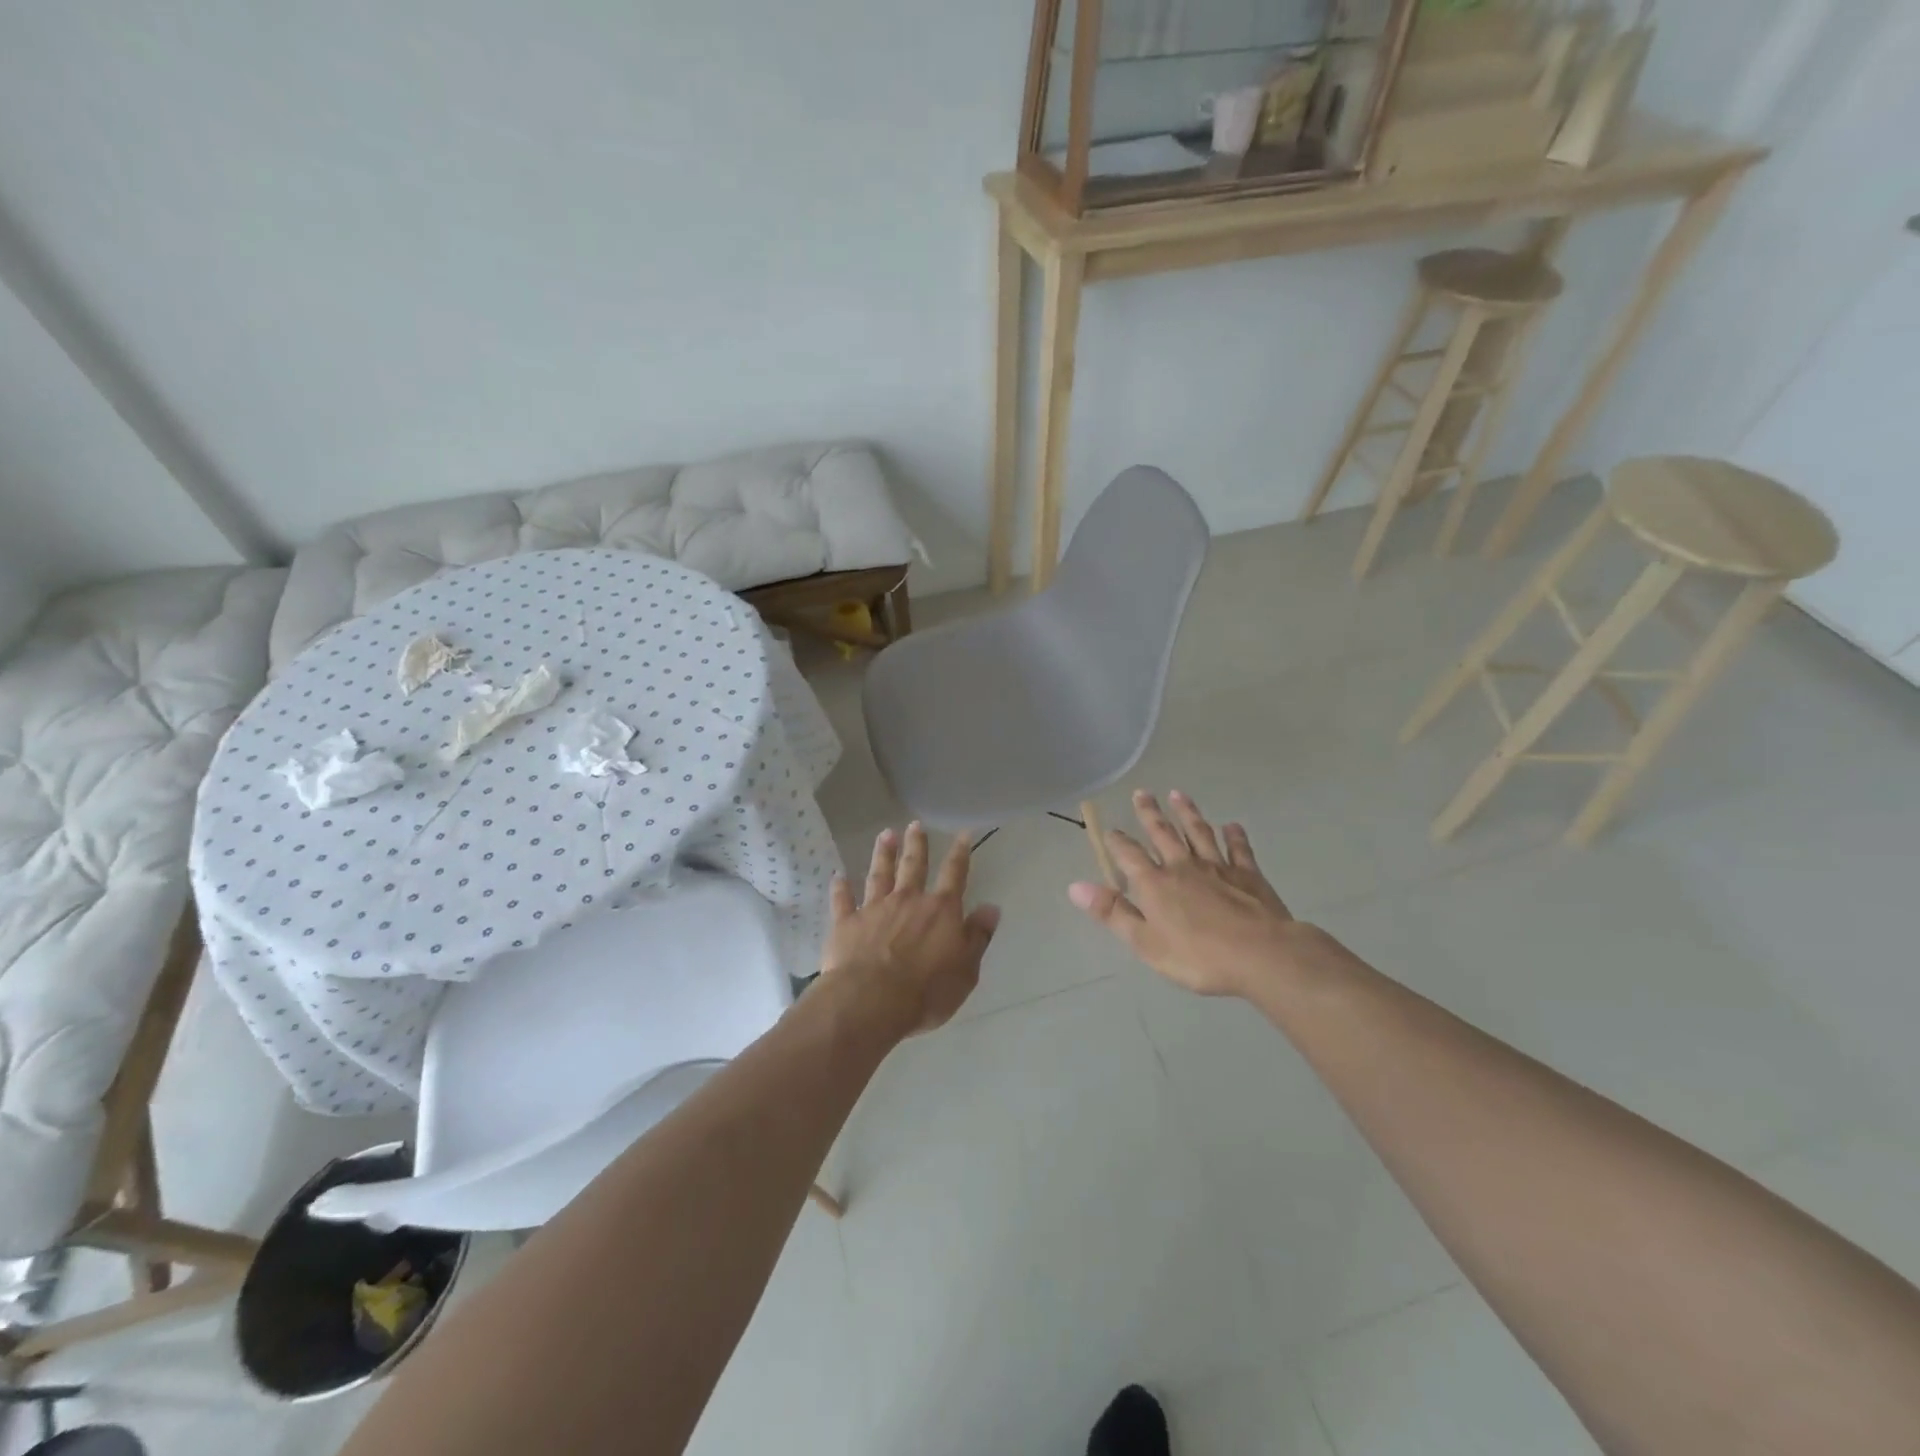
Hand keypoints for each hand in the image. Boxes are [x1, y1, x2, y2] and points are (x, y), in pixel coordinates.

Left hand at [822, 823, 1000, 1036]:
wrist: (871, 1001)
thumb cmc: (926, 991)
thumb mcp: (966, 970)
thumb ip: (977, 937)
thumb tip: (991, 908)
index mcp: (940, 911)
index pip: (954, 875)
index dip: (960, 853)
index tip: (963, 833)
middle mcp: (908, 901)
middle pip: (913, 865)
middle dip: (916, 844)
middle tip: (915, 824)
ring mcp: (874, 909)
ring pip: (880, 874)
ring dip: (883, 854)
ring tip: (885, 835)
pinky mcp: (846, 923)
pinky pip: (843, 900)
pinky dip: (840, 888)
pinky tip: (838, 876)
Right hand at [1069, 790, 1315, 997]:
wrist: (1262, 955)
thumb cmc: (1198, 956)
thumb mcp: (1146, 943)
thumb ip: (1112, 912)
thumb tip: (1075, 886)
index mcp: (1156, 884)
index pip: (1130, 855)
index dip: (1117, 842)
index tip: (1110, 829)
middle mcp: (1183, 866)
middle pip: (1163, 834)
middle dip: (1150, 813)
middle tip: (1142, 792)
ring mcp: (1218, 866)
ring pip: (1198, 832)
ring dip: (1187, 813)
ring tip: (1178, 794)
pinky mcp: (1248, 874)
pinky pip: (1238, 848)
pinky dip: (1234, 835)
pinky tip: (1232, 826)